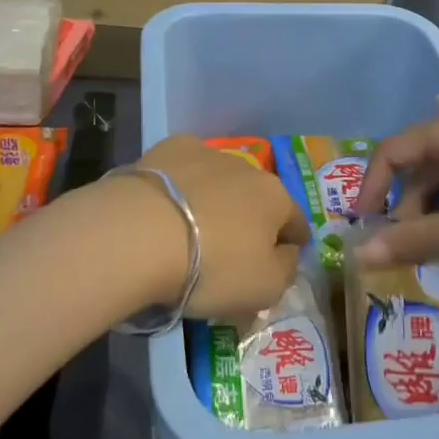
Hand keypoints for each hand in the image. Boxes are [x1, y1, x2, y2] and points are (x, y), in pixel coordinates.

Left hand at [137, 135, 307, 319]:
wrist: (141, 233)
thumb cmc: (212, 267)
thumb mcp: (264, 289)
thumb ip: (286, 269)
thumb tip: (288, 252)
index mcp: (276, 198)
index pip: (296, 222)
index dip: (292, 243)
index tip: (281, 258)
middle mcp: (248, 168)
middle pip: (256, 197)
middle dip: (250, 218)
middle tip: (230, 248)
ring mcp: (208, 153)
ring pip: (221, 180)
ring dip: (215, 199)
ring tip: (192, 227)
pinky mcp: (170, 149)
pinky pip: (184, 169)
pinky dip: (182, 183)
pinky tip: (165, 204)